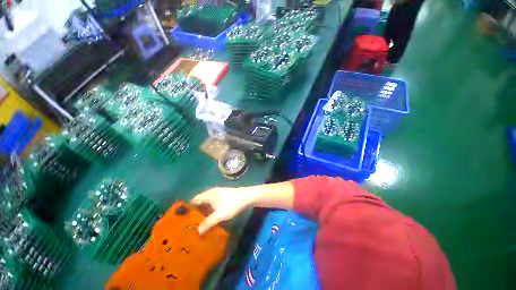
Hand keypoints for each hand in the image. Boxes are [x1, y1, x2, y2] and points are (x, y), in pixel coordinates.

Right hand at [192, 187, 253, 234]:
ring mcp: (219, 196)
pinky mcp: (224, 199)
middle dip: (195, 213)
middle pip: (200, 203)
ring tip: (197, 226)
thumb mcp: (220, 214)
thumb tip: (197, 231)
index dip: (188, 209)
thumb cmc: (233, 204)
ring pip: (207, 205)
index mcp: (209, 194)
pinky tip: (209, 221)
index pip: (194, 200)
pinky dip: (210, 213)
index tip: (181, 220)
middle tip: (188, 226)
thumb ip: (208, 223)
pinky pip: (213, 206)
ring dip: (203, 214)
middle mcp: (212, 194)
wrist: (248, 197)